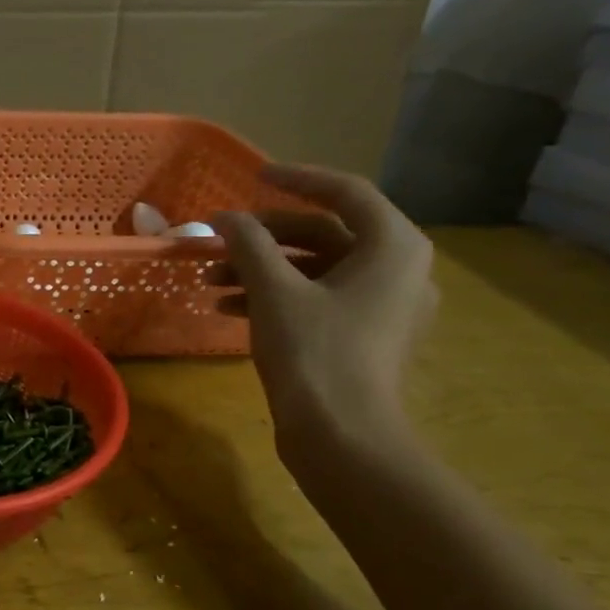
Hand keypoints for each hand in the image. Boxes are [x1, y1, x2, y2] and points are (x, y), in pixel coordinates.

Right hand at [211, 164, 437, 460]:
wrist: (342, 434)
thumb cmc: (315, 352)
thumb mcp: (275, 292)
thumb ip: (249, 245)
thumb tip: (224, 217)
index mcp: (393, 247)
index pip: (346, 193)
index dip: (297, 179)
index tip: (254, 175)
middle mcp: (398, 268)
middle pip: (326, 233)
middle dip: (266, 236)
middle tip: (221, 239)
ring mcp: (383, 305)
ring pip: (317, 269)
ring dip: (263, 269)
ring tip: (211, 279)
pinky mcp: (364, 334)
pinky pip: (318, 298)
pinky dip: (276, 296)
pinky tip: (227, 307)